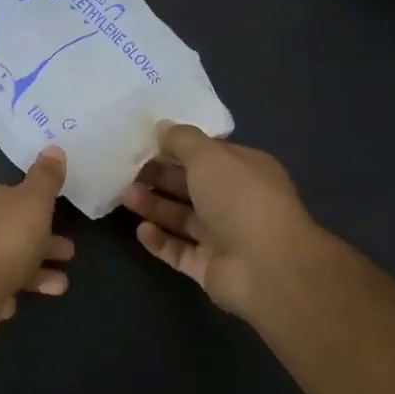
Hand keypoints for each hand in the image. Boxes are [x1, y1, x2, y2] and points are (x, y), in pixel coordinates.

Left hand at [0, 147, 75, 328]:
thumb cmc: (4, 238)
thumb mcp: (33, 201)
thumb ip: (46, 177)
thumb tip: (54, 148)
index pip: (7, 193)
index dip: (34, 203)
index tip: (57, 214)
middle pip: (10, 228)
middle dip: (42, 241)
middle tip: (69, 253)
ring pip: (5, 260)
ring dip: (35, 271)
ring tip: (61, 285)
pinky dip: (10, 290)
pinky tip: (21, 300)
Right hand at [121, 122, 321, 330]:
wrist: (267, 267)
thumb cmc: (240, 199)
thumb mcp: (209, 156)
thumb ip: (183, 140)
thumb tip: (162, 126)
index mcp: (244, 171)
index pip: (207, 155)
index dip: (177, 148)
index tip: (144, 144)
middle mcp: (236, 202)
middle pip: (191, 186)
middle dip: (160, 177)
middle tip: (127, 171)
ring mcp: (223, 237)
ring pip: (182, 218)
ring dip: (155, 206)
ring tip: (126, 197)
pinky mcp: (209, 267)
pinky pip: (179, 251)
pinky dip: (159, 241)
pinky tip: (141, 230)